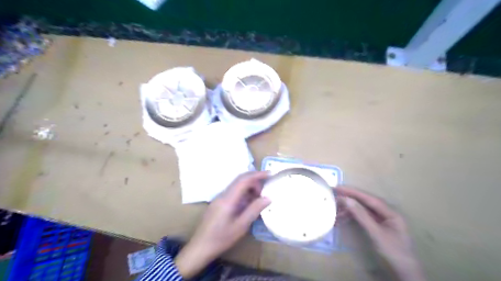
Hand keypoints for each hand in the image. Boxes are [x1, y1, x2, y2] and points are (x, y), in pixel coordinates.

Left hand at [174, 171, 269, 278]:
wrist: (200, 247)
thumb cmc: (221, 238)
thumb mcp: (241, 226)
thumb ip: (254, 210)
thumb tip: (268, 198)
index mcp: (228, 199)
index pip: (244, 180)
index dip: (257, 175)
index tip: (270, 173)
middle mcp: (223, 194)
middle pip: (240, 180)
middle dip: (254, 181)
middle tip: (265, 190)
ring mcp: (220, 198)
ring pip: (237, 186)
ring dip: (249, 188)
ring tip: (259, 198)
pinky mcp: (219, 203)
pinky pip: (233, 193)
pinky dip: (244, 194)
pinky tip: (249, 204)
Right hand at [336, 187, 425, 280]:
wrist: (404, 273)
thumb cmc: (394, 253)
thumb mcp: (376, 233)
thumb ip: (362, 216)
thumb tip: (347, 200)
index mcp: (390, 212)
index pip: (369, 198)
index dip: (353, 192)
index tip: (338, 188)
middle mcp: (386, 213)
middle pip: (365, 202)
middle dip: (349, 198)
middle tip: (333, 195)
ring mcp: (382, 220)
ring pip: (362, 210)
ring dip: (349, 209)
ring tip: (335, 209)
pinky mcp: (377, 226)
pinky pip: (362, 217)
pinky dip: (352, 217)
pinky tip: (342, 218)